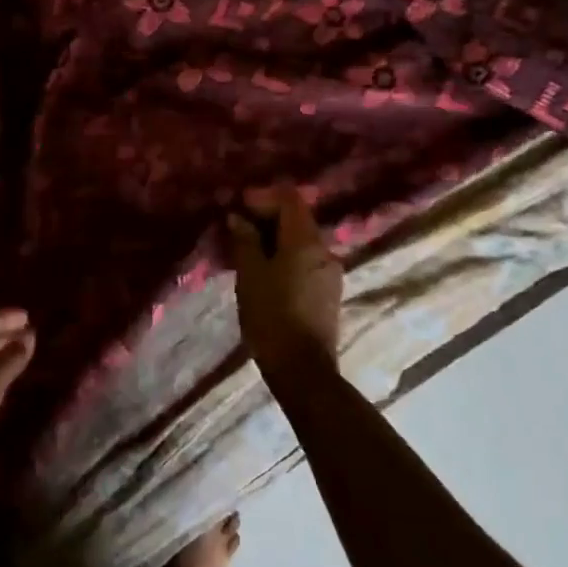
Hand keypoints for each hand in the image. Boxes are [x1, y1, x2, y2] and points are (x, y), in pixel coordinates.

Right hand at [227, 184, 342, 374]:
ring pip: (301, 240)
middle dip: (267, 216)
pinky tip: (264, 271)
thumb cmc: (271, 317)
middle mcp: (325, 249)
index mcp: (306, 241)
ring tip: (246, 250)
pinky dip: (285, 255)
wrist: (303, 370)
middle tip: (237, 226)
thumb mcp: (250, 275)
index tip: (238, 205)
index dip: (263, 196)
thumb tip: (239, 218)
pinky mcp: (328, 291)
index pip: (290, 199)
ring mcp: (330, 272)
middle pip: (298, 218)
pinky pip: (305, 260)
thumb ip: (245, 241)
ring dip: (275, 237)